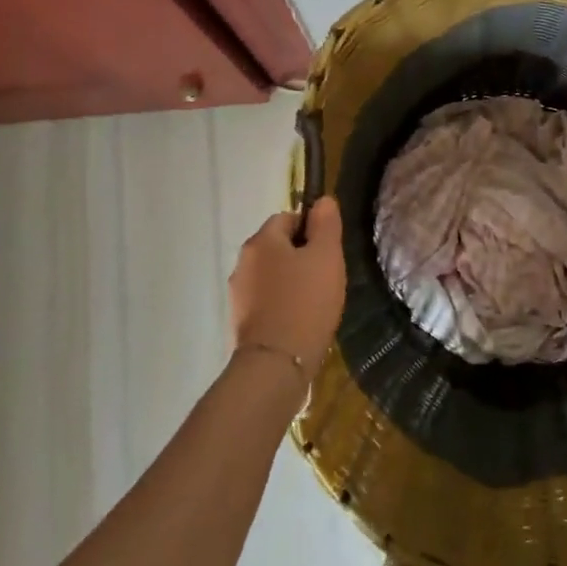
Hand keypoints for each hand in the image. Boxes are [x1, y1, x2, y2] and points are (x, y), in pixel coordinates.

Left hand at [229, 199, 347, 379]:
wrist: (275, 365)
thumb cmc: (305, 302)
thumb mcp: (326, 256)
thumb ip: (326, 224)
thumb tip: (323, 200)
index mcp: (261, 241)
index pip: (288, 217)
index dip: (312, 230)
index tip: (328, 252)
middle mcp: (243, 262)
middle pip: (278, 246)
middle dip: (302, 257)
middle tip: (326, 277)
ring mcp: (238, 294)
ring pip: (272, 275)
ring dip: (291, 282)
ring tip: (315, 303)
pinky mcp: (240, 322)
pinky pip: (266, 301)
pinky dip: (282, 305)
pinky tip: (299, 322)